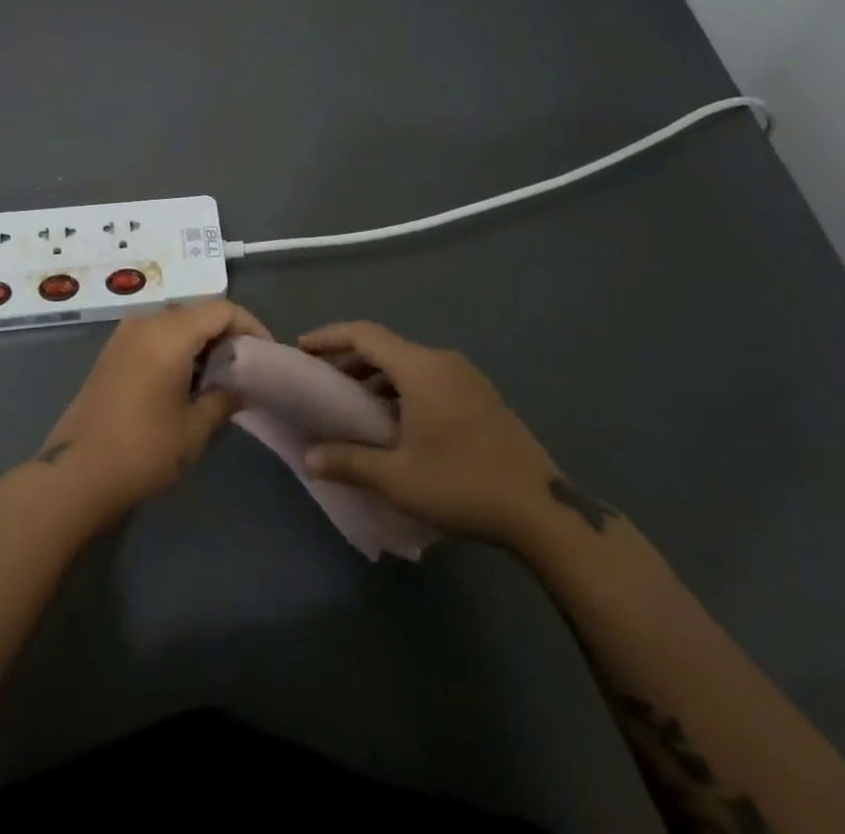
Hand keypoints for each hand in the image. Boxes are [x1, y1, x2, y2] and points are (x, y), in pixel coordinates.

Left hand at [35, 299, 266, 520]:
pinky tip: (187, 382)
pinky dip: (178, 348)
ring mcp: (124, 335)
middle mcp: (145, 323)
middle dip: (227, 334)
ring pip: (176, 323)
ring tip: (221, 377)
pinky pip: (155, 335)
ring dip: (201, 342)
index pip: (221, 309)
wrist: (74, 473)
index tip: (267, 354)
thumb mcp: (194, 429)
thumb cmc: (142, 450)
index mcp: (168, 333)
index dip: (250, 326)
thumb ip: (224, 398)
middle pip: (198, 312)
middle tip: (247, 368)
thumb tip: (242, 387)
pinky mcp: (112, 352)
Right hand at [298, 321, 575, 553]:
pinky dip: (402, 387)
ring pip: (409, 363)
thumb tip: (309, 457)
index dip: (329, 337)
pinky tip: (395, 420)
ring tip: (354, 403)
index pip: (364, 335)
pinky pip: (430, 377)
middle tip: (323, 381)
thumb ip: (349, 461)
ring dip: (377, 375)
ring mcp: (467, 377)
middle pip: (386, 347)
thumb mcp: (398, 478)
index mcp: (421, 368)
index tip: (302, 348)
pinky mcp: (481, 396)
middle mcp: (443, 361)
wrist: (542, 510)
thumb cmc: (462, 484)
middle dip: (350, 359)